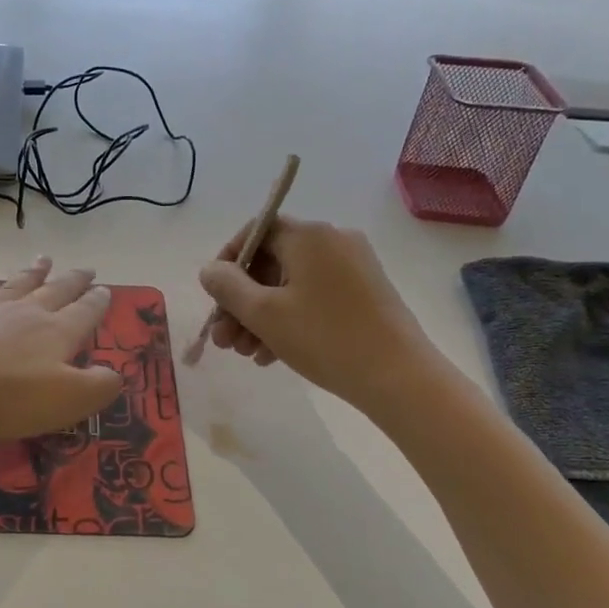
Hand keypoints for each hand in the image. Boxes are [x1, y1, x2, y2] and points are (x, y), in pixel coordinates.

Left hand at [0, 258, 123, 446]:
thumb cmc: (9, 399)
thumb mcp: (68, 400)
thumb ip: (97, 386)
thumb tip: (115, 374)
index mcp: (57, 332)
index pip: (84, 312)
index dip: (97, 302)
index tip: (105, 289)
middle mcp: (24, 314)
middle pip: (54, 292)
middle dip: (72, 281)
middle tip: (86, 268)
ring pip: (15, 286)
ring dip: (31, 273)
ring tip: (44, 259)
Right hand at [199, 215, 431, 408]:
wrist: (399, 377)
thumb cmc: (325, 338)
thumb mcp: (264, 314)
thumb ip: (228, 287)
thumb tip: (210, 269)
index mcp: (309, 236)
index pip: (257, 230)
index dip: (229, 260)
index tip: (214, 295)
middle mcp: (333, 242)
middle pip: (272, 262)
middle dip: (241, 301)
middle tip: (223, 338)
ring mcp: (353, 268)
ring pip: (291, 285)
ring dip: (261, 316)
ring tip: (244, 353)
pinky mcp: (365, 294)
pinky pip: (314, 298)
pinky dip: (290, 320)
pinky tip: (271, 355)